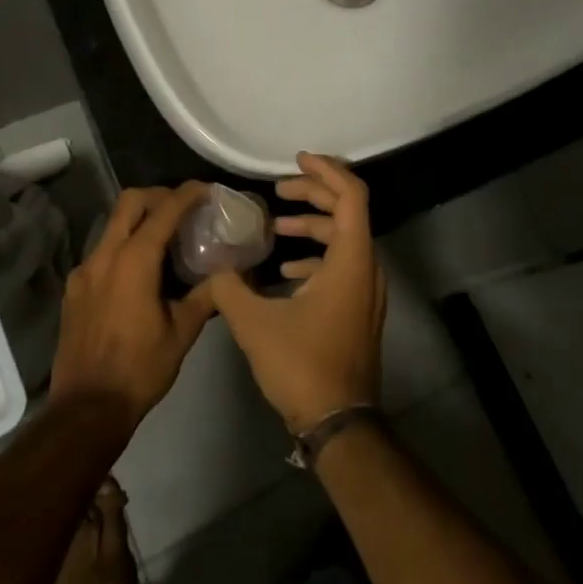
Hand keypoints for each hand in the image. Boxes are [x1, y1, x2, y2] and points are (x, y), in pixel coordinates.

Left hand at [50, 184, 215, 437]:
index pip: (163, 211)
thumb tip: (228, 274)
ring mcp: (84, 271)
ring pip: (113, 225)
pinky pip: (102, 251)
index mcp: (134, 261)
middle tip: (183, 206)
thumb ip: (205, 295)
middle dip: (158, 195)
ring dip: (139, 219)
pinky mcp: (74, 288)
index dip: (187, 194)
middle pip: (130, 202)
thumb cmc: (140, 369)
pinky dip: (123, 245)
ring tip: (165, 237)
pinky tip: (139, 270)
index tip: (207, 189)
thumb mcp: (182, 332)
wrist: (87, 409)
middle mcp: (104, 256)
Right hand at [205, 153, 384, 432]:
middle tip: (279, 190)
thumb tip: (215, 263)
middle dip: (313, 194)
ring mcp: (366, 291)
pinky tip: (286, 270)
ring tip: (276, 226)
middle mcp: (367, 268)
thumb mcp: (255, 323)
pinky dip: (317, 256)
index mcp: (352, 260)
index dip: (326, 170)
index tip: (296, 160)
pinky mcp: (359, 310)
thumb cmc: (303, 366)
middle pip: (348, 211)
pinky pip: (342, 266)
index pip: (351, 195)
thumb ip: (230, 286)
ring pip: (344, 240)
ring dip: (313, 226)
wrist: (339, 423)